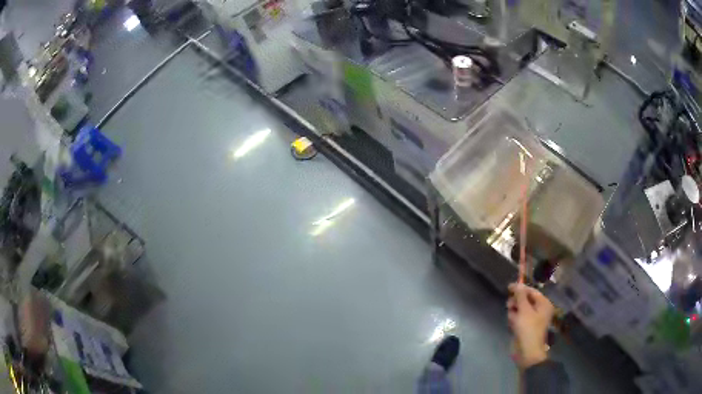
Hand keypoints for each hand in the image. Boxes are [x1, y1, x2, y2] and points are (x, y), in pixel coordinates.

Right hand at [507, 283, 554, 368]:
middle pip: (525, 300)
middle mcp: (539, 309)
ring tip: (512, 318)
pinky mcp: (525, 327)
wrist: (527, 352)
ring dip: (514, 311)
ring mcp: (532, 319)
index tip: (508, 287)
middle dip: (516, 302)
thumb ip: (520, 296)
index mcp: (543, 304)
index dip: (520, 289)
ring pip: (520, 309)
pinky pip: (518, 318)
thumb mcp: (524, 310)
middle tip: (509, 305)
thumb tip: (518, 284)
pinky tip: (512, 324)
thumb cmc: (528, 329)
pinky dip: (514, 319)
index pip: (531, 291)